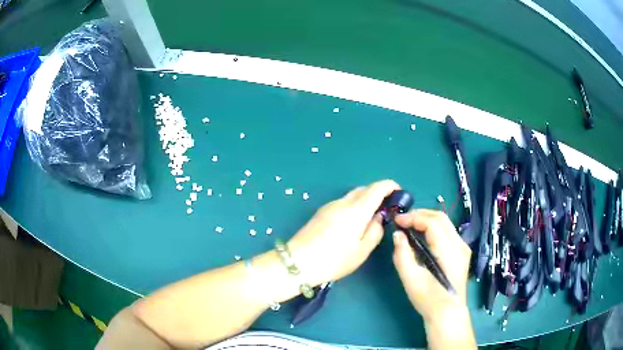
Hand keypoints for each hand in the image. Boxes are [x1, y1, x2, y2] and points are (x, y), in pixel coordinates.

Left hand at [287, 180, 399, 286]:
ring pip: (352, 196)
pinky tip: (353, 223)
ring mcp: (329, 206)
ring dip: (365, 200)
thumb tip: (378, 217)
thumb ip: (375, 231)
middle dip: (378, 193)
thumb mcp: (362, 251)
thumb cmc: (334, 260)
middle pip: (364, 189)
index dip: (390, 186)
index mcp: (356, 210)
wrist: (298, 262)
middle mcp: (343, 202)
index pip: (377, 188)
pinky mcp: (321, 212)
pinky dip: (354, 206)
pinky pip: (343, 203)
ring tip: (370, 218)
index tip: (399, 193)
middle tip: (386, 209)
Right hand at [392, 209, 470, 321]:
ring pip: (445, 222)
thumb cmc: (429, 299)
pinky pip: (447, 231)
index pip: (432, 223)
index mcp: (449, 251)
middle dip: (420, 214)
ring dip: (426, 219)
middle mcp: (460, 245)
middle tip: (402, 220)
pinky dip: (433, 227)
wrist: (447, 313)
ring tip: (409, 225)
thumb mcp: (411, 279)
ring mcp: (463, 247)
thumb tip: (398, 234)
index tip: (397, 220)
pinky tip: (422, 234)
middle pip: (441, 217)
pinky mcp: (461, 252)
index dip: (413, 217)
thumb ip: (402, 255)